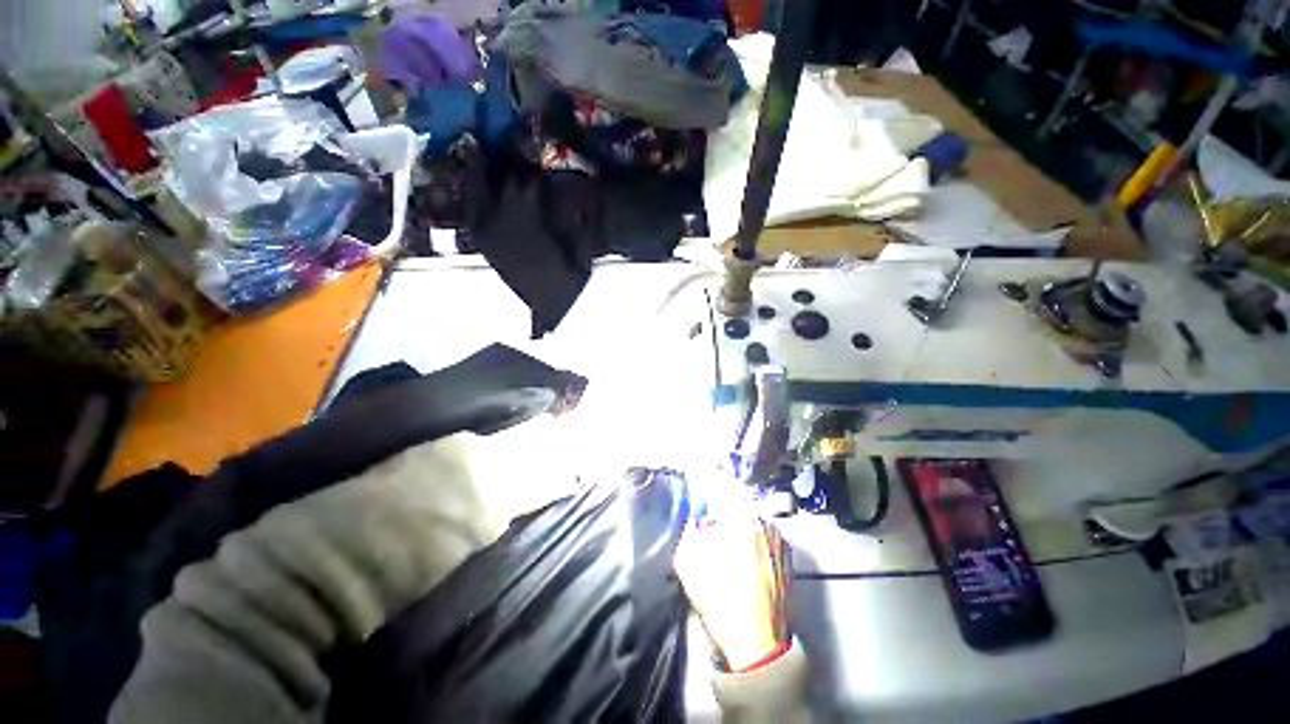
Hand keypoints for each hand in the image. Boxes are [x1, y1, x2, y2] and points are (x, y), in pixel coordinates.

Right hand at [673, 510, 789, 671]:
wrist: (756, 642)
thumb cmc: (719, 597)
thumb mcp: (687, 561)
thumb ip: (687, 530)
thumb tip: (694, 519)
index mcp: (741, 515)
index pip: (717, 498)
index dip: (705, 513)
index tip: (701, 528)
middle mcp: (765, 521)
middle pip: (736, 511)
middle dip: (724, 524)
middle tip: (714, 547)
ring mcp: (780, 539)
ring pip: (752, 526)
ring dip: (740, 535)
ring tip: (732, 562)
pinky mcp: (789, 558)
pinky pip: (765, 541)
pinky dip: (755, 548)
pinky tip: (747, 570)